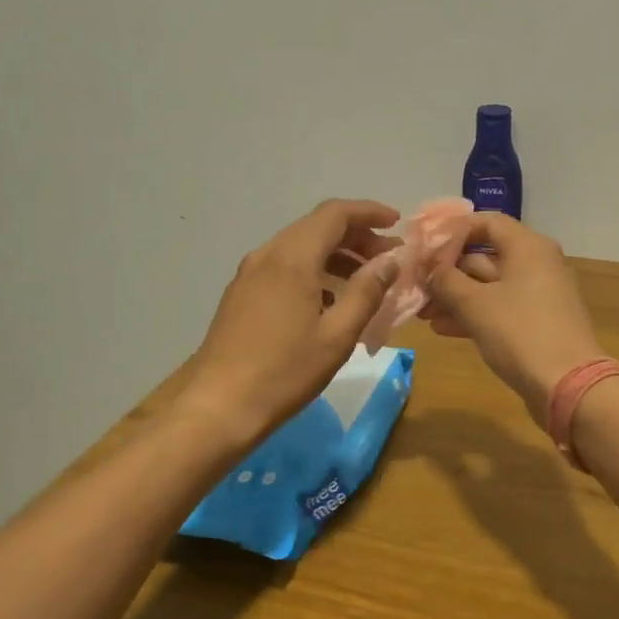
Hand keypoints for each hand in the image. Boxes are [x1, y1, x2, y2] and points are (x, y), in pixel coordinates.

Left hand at [178, 200, 401, 448]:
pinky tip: (330, 302)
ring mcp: (249, 274)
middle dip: (357, 236)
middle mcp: (268, 255)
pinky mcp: (241, 294)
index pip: (335, 214)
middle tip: (388, 260)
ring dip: (336, 255)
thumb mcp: (337, 335)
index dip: (370, 212)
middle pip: (317, 227)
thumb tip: (390, 261)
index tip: (397, 224)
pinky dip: (314, 271)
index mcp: (293, 258)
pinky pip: (284, 267)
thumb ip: (367, 292)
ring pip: (300, 247)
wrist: (220, 405)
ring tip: (365, 282)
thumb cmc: (285, 372)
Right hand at [426, 213, 606, 424]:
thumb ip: (445, 280)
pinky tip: (443, 328)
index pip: (486, 223)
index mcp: (528, 247)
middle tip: (415, 287)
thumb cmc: (520, 333)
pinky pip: (500, 309)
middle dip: (447, 273)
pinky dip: (474, 315)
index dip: (452, 233)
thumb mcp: (474, 304)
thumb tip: (428, 268)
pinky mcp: (537, 323)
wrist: (567, 385)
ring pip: (489, 287)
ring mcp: (539, 295)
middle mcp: (537, 264)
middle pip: (485, 257)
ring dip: (455, 297)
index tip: (423, 250)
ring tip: (422, 313)